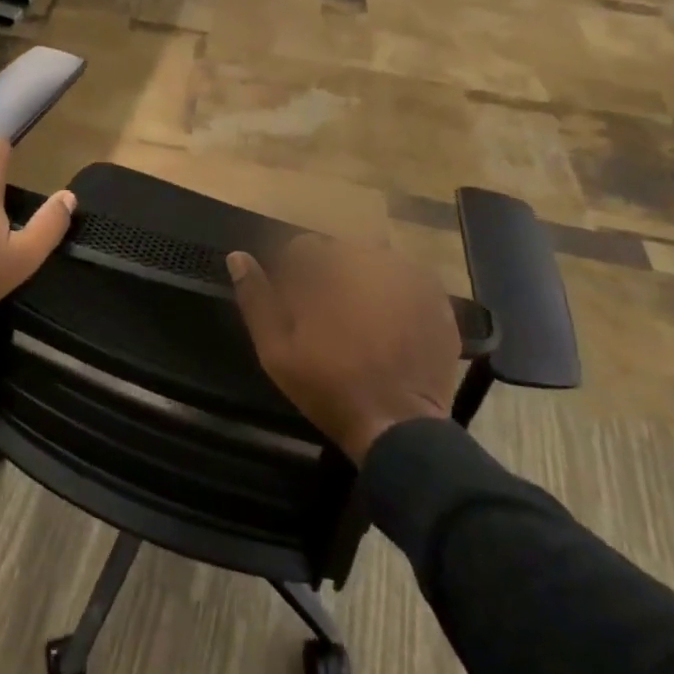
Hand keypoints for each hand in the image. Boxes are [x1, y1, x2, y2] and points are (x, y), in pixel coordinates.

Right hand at [229, 234, 460, 463]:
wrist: (398, 426)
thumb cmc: (328, 386)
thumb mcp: (276, 348)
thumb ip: (256, 297)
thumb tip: (237, 256)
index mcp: (330, 268)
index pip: (304, 246)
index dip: (296, 275)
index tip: (298, 306)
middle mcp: (371, 261)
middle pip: (341, 251)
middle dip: (331, 275)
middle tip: (330, 317)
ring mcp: (410, 277)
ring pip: (374, 261)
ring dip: (363, 280)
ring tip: (362, 320)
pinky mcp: (437, 298)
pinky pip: (407, 278)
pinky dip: (394, 292)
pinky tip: (389, 324)